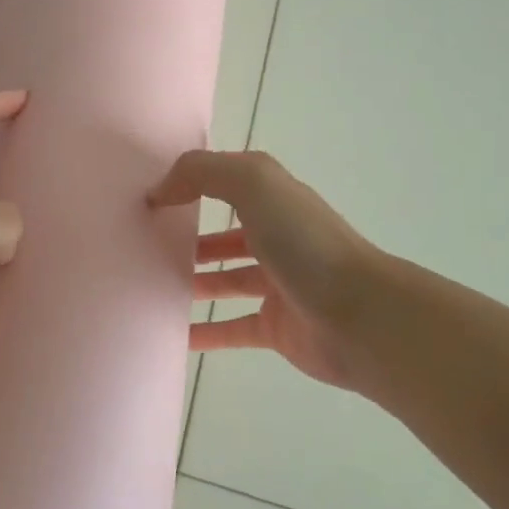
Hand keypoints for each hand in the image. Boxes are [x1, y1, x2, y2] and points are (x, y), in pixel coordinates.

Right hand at [148, 150, 379, 389]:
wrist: (362, 317)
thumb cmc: (306, 244)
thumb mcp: (254, 185)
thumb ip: (203, 173)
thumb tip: (161, 190)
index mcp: (275, 200)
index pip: (228, 183)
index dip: (192, 184)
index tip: (151, 197)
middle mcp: (278, 237)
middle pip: (226, 233)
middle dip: (190, 234)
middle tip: (146, 245)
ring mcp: (278, 284)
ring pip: (227, 280)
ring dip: (193, 281)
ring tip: (151, 285)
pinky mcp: (276, 327)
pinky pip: (231, 328)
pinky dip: (205, 331)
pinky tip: (173, 334)